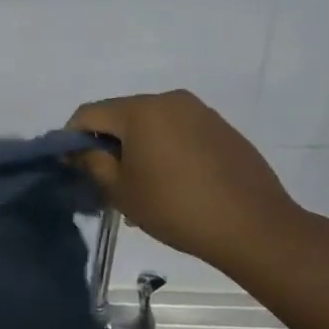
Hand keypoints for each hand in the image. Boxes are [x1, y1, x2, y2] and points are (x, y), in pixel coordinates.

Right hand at [68, 91, 310, 271]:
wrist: (256, 228)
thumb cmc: (176, 208)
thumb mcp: (121, 190)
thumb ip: (91, 163)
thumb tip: (77, 150)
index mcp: (140, 110)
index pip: (88, 113)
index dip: (72, 138)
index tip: (72, 166)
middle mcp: (169, 100)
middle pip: (121, 115)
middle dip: (107, 143)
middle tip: (106, 179)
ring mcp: (200, 112)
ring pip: (151, 123)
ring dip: (137, 146)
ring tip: (141, 185)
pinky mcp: (222, 129)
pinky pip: (178, 131)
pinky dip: (165, 149)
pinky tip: (172, 182)